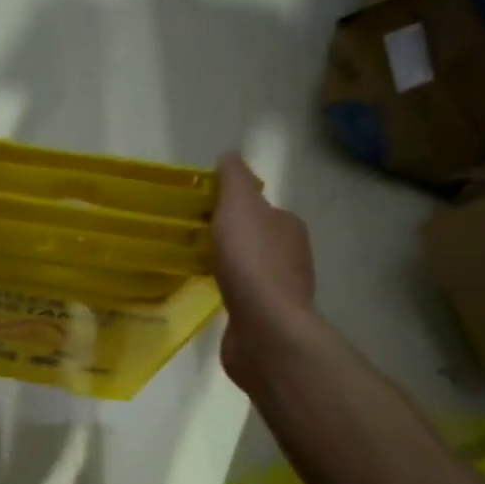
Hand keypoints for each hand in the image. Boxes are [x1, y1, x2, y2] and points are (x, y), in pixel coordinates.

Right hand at [212, 153, 315, 394]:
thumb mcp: (238, 206)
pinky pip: (243, 297)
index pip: (260, 208)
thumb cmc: (251, 262)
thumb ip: (234, 179)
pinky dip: (228, 292)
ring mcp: (281, 291)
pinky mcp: (266, 319)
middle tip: (192, 237)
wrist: (265, 329)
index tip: (201, 210)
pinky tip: (209, 294)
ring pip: (249, 269)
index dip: (232, 206)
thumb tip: (230, 155)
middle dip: (229, 236)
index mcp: (288, 226)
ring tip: (195, 266)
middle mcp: (291, 256)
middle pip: (255, 238)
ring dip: (228, 266)